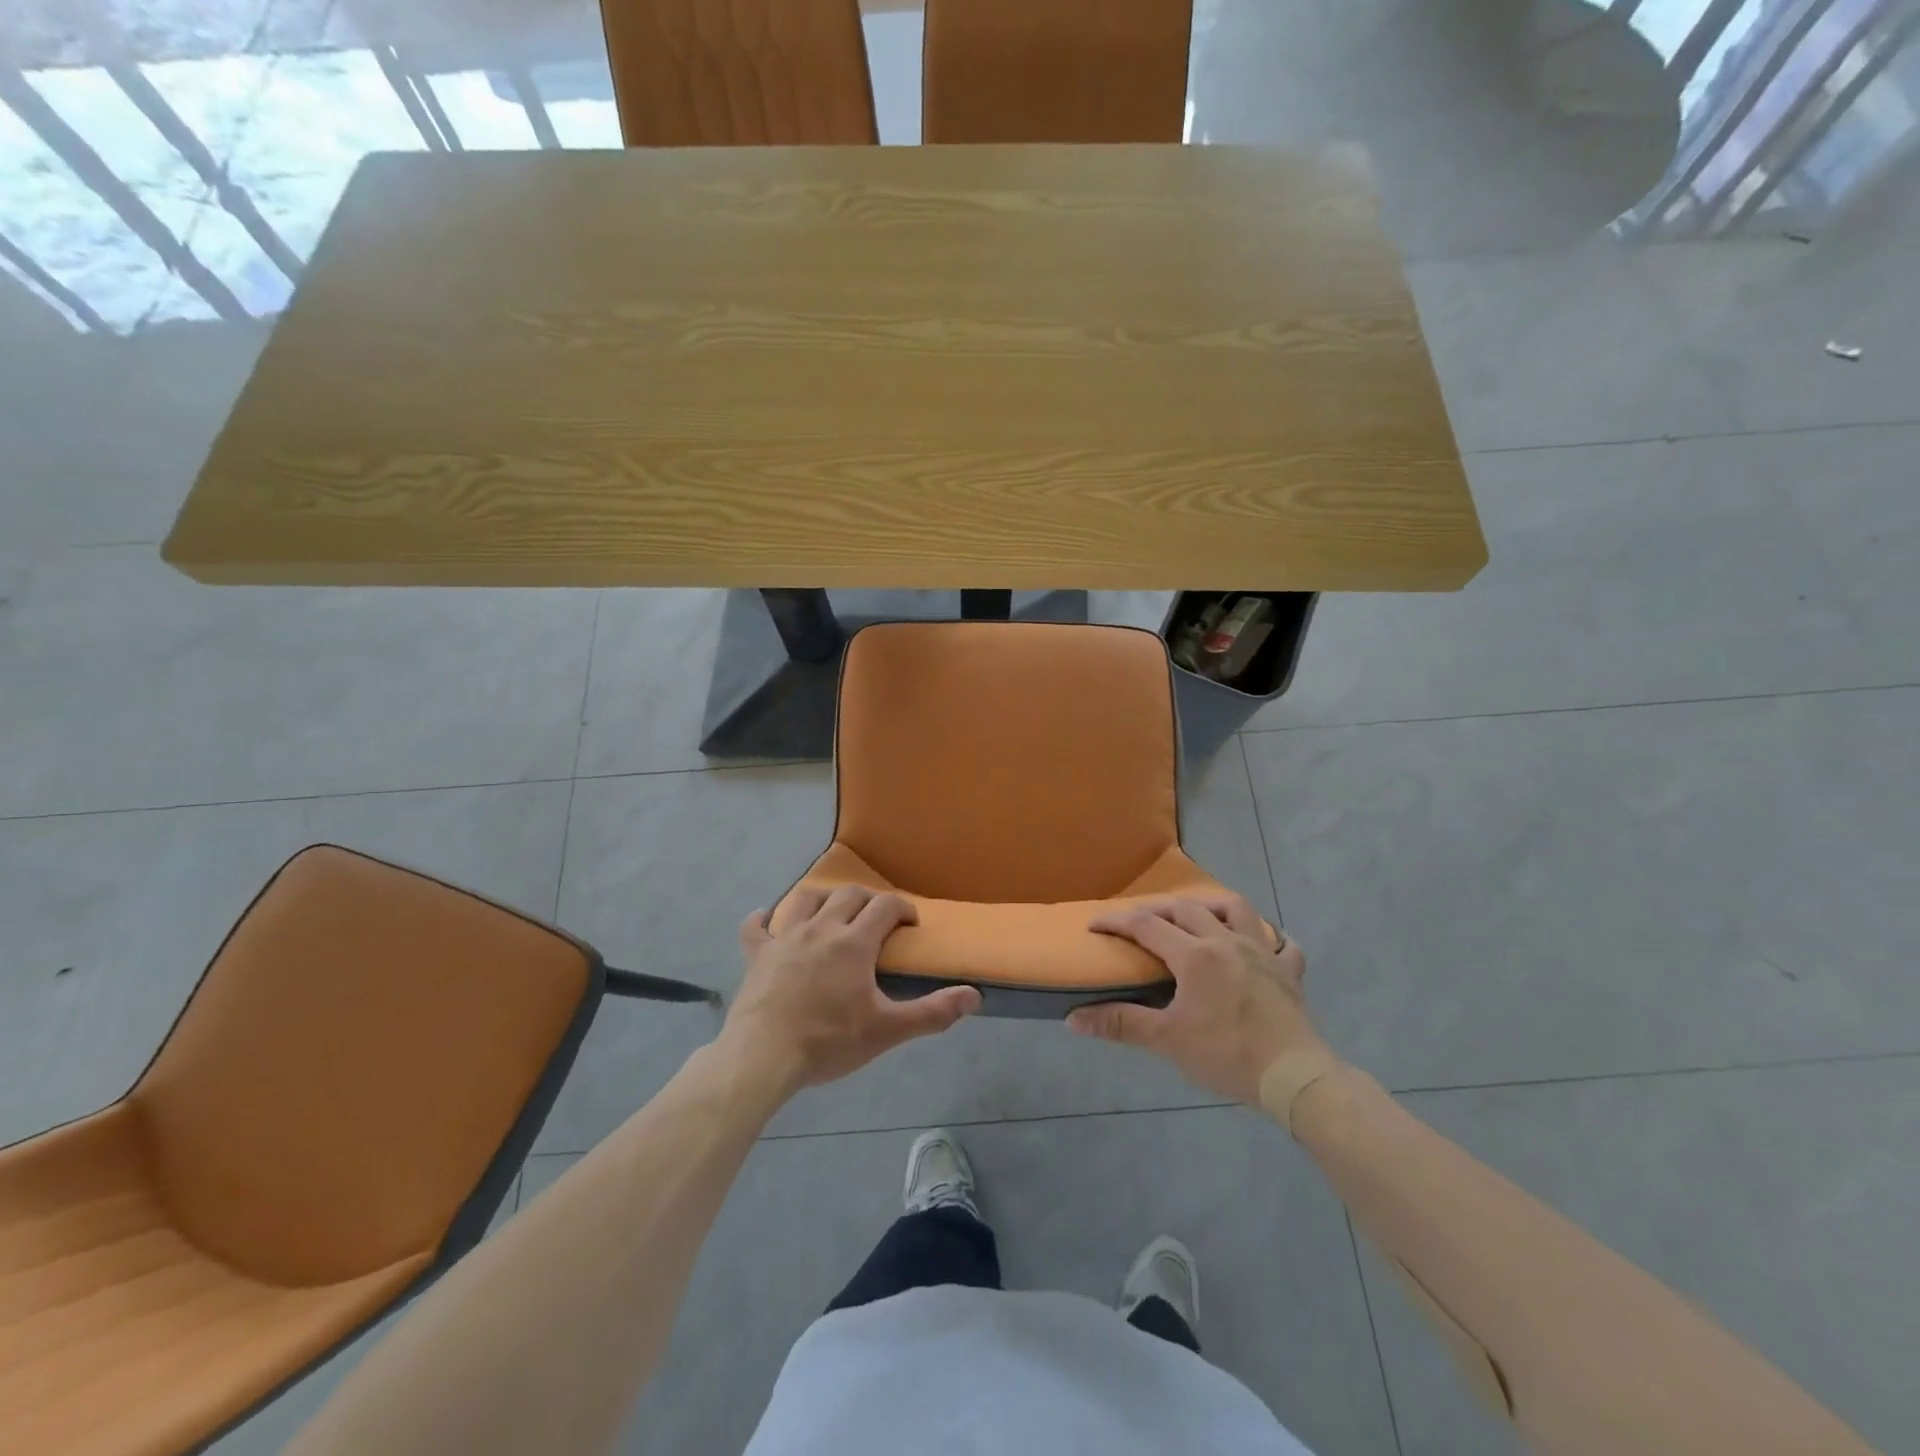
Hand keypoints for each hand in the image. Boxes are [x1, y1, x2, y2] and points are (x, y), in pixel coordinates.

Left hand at [718, 886, 980, 1095]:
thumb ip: (933, 1012)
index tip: (910, 922)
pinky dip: (762, 920)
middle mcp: (821, 928)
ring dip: (822, 899)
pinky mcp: (756, 955)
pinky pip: (755, 927)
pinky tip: (766, 919)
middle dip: (867, 899)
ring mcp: (784, 938)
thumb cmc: (829, 1041)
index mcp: (854, 942)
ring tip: (831, 911)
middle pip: (848, 895)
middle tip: (876, 918)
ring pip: (805, 900)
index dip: (902, 908)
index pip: (884, 906)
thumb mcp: (887, 1030)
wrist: (764, 1055)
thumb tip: (974, 995)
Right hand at [1068, 895, 1325, 1106]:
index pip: (1145, 925)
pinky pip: (1283, 943)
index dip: (1116, 922)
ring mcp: (1262, 952)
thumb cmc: (1226, 1054)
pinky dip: (1270, 938)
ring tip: (1198, 916)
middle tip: (1138, 922)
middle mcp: (1226, 941)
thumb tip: (1073, 1019)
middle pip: (1185, 908)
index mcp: (1194, 955)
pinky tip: (1261, 945)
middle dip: (1157, 909)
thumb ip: (1121, 1024)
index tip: (1094, 925)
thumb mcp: (1167, 1040)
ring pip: (1236, 909)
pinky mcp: (1288, 971)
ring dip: (1211, 906)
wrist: (1294, 1076)